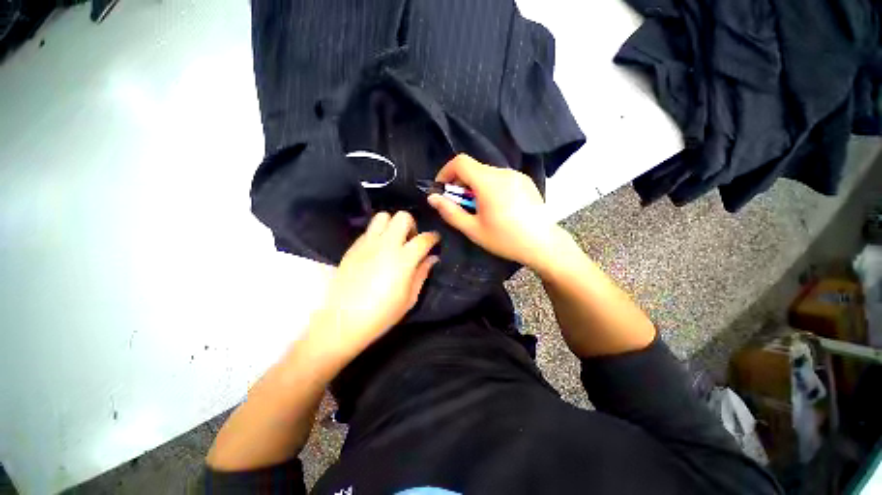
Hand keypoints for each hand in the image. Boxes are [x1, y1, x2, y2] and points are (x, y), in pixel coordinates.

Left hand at [303, 211, 438, 366]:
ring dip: (392, 225)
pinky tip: (377, 250)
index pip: (424, 238)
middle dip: (411, 225)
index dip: (433, 237)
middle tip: (411, 240)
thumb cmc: (382, 314)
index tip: (435, 240)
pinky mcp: (353, 247)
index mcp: (404, 259)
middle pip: (402, 217)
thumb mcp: (410, 298)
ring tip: (393, 241)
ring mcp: (367, 244)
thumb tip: (432, 258)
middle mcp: (386, 245)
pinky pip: (368, 230)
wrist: (344, 321)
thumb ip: (422, 273)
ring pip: (382, 216)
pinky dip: (378, 234)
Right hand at [427, 154, 564, 270]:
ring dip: (475, 185)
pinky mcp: (525, 181)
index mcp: (489, 182)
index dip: (446, 172)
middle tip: (460, 204)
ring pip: (486, 173)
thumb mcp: (473, 229)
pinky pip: (500, 178)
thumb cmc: (505, 239)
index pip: (461, 162)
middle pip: (473, 168)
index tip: (442, 189)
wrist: (543, 244)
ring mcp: (516, 175)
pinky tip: (496, 206)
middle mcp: (503, 172)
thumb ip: (450, 212)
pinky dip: (490, 186)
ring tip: (479, 208)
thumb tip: (433, 198)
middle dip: (460, 183)